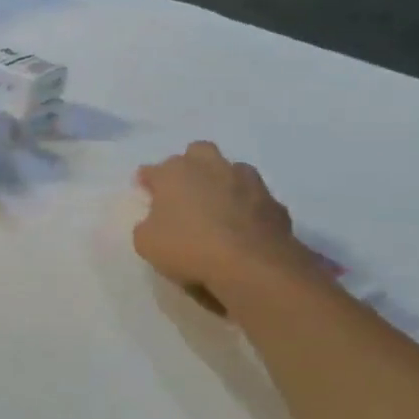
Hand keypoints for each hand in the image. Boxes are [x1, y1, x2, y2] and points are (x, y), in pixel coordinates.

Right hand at [134, 141, 325, 302]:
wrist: (252, 265)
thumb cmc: (189, 248)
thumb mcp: (146, 243)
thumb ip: (147, 226)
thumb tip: (155, 221)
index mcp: (175, 173)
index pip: (153, 170)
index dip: (147, 180)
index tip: (145, 190)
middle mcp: (211, 167)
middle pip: (197, 152)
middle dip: (190, 165)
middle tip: (185, 190)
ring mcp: (247, 181)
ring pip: (232, 170)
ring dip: (223, 182)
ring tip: (218, 207)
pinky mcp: (273, 203)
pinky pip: (255, 199)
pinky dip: (248, 208)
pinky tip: (244, 227)